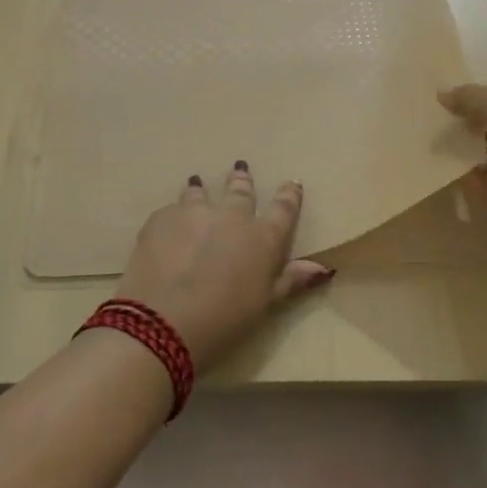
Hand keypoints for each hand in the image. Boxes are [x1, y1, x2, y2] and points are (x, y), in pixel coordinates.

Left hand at [113, 163, 333, 370]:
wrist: (164, 319)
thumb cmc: (225, 320)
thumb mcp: (265, 304)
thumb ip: (291, 281)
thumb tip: (324, 268)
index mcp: (262, 238)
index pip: (283, 210)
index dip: (289, 195)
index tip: (293, 183)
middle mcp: (231, 216)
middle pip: (240, 192)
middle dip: (242, 180)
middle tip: (240, 167)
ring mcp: (194, 212)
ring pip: (201, 193)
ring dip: (202, 189)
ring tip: (197, 182)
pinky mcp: (162, 218)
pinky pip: (171, 210)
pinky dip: (174, 215)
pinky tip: (168, 222)